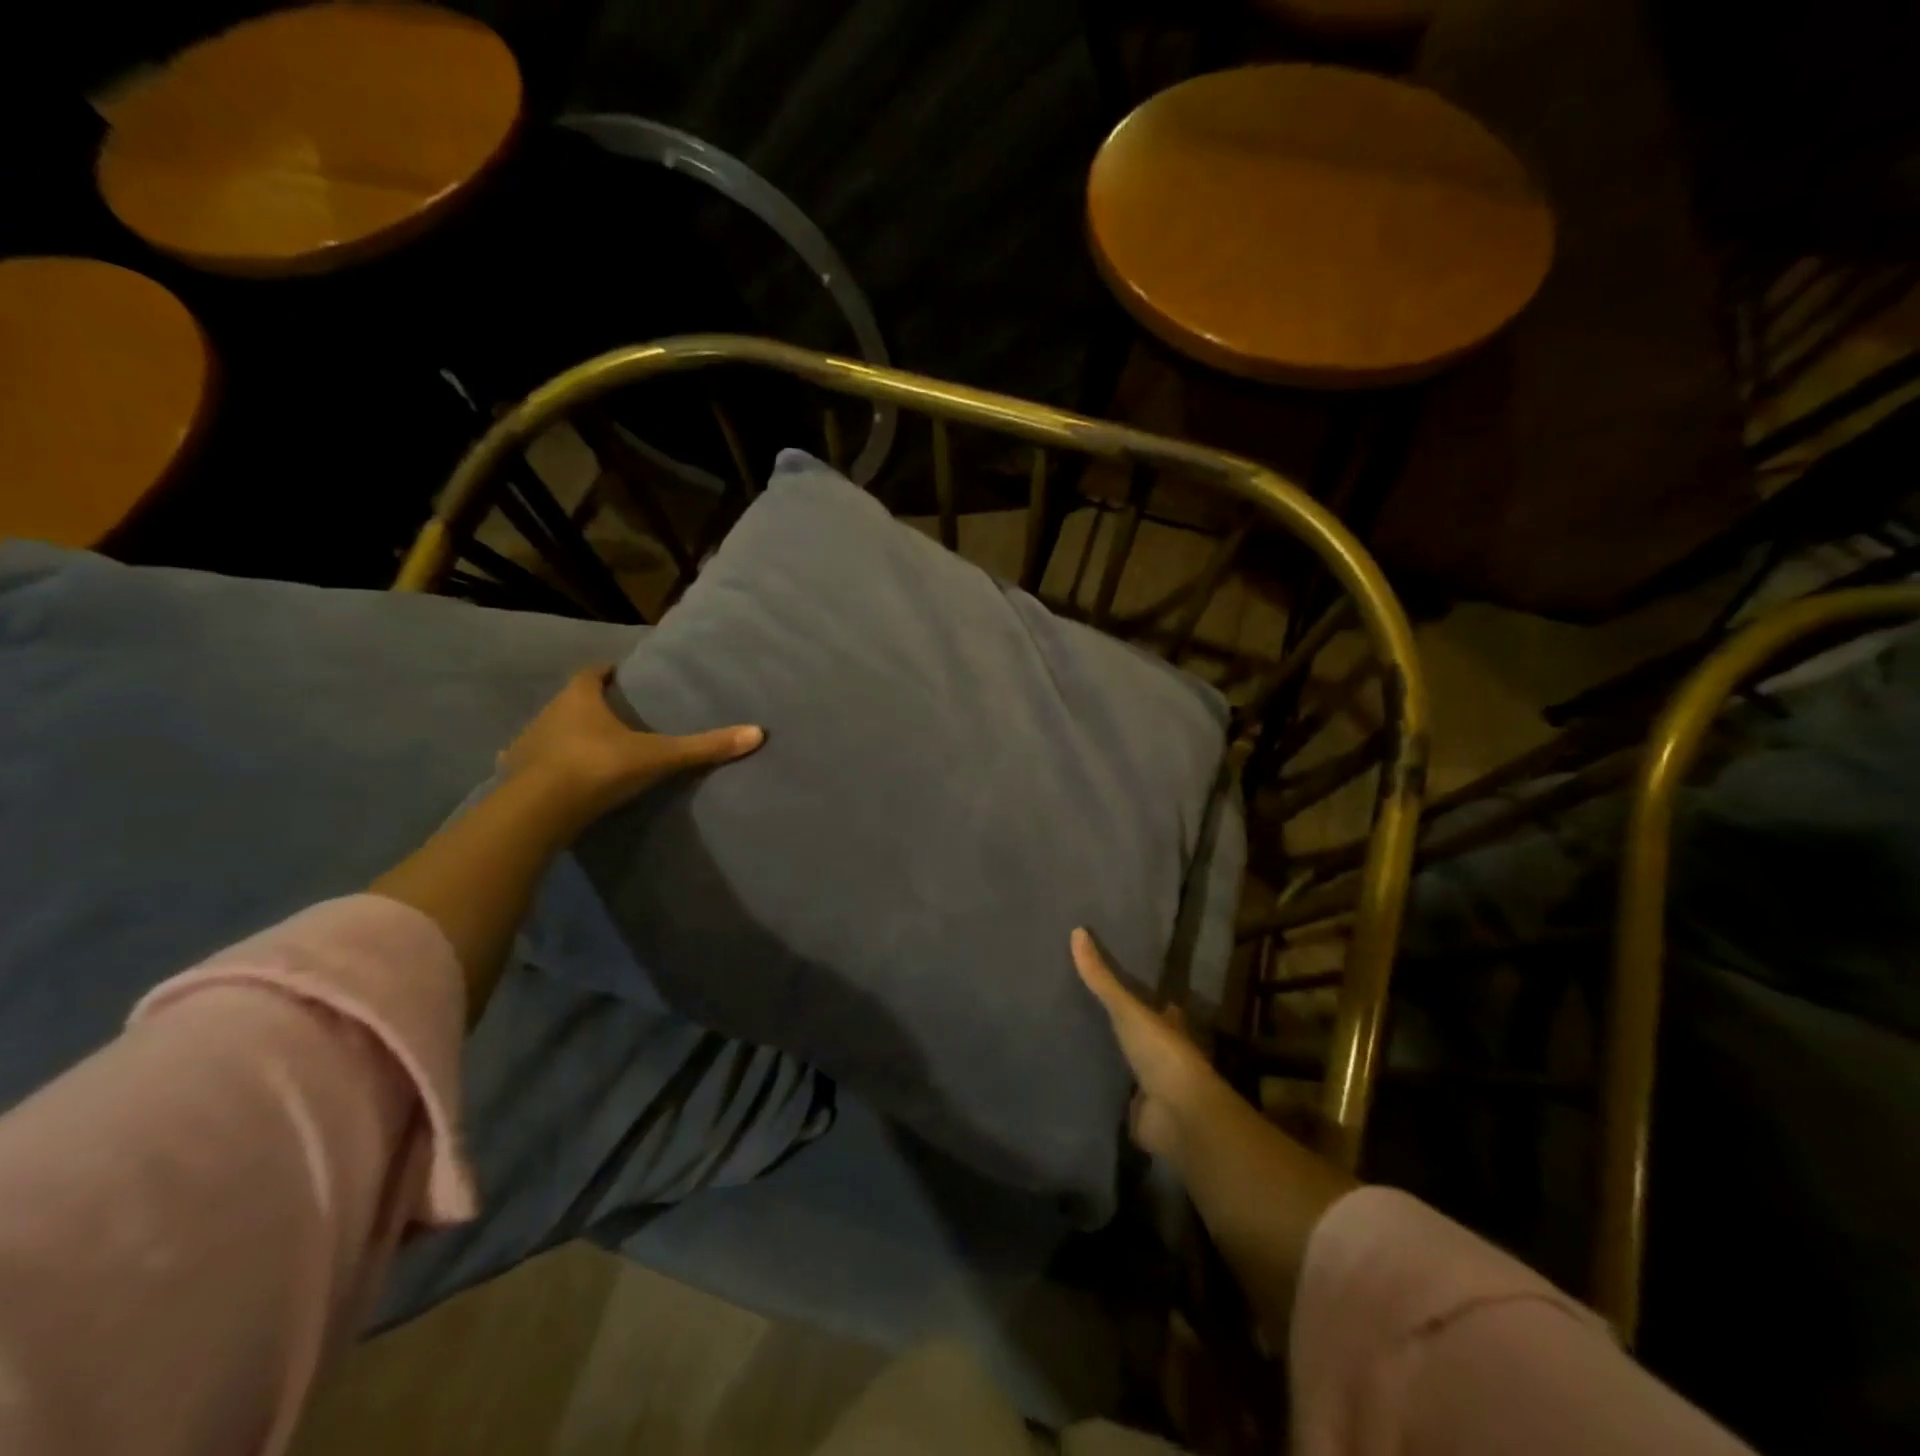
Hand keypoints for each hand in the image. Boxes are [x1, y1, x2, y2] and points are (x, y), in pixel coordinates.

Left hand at [499, 666, 763, 824]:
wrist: (541, 810)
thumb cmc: (600, 767)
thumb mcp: (660, 756)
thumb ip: (704, 747)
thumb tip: (757, 733)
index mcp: (579, 699)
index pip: (592, 673)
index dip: (607, 673)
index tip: (620, 675)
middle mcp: (548, 713)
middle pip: (570, 701)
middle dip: (589, 704)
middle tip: (615, 713)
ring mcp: (526, 744)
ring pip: (549, 730)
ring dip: (566, 734)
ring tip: (591, 745)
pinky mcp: (514, 775)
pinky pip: (531, 762)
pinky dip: (544, 764)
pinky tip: (553, 776)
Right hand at [1073, 927, 1232, 1165]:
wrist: (1178, 1115)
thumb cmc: (1162, 1053)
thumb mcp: (1128, 1009)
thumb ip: (1102, 977)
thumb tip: (1076, 931)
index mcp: (1169, 1024)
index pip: (1155, 1002)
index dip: (1138, 992)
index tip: (1110, 978)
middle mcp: (1162, 1052)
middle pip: (1138, 1033)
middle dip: (1117, 1025)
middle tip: (1078, 1005)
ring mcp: (1151, 1084)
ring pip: (1125, 1064)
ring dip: (1106, 1057)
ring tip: (1067, 1038)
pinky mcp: (1137, 1112)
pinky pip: (1112, 1096)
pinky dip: (1097, 1089)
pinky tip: (1072, 1077)